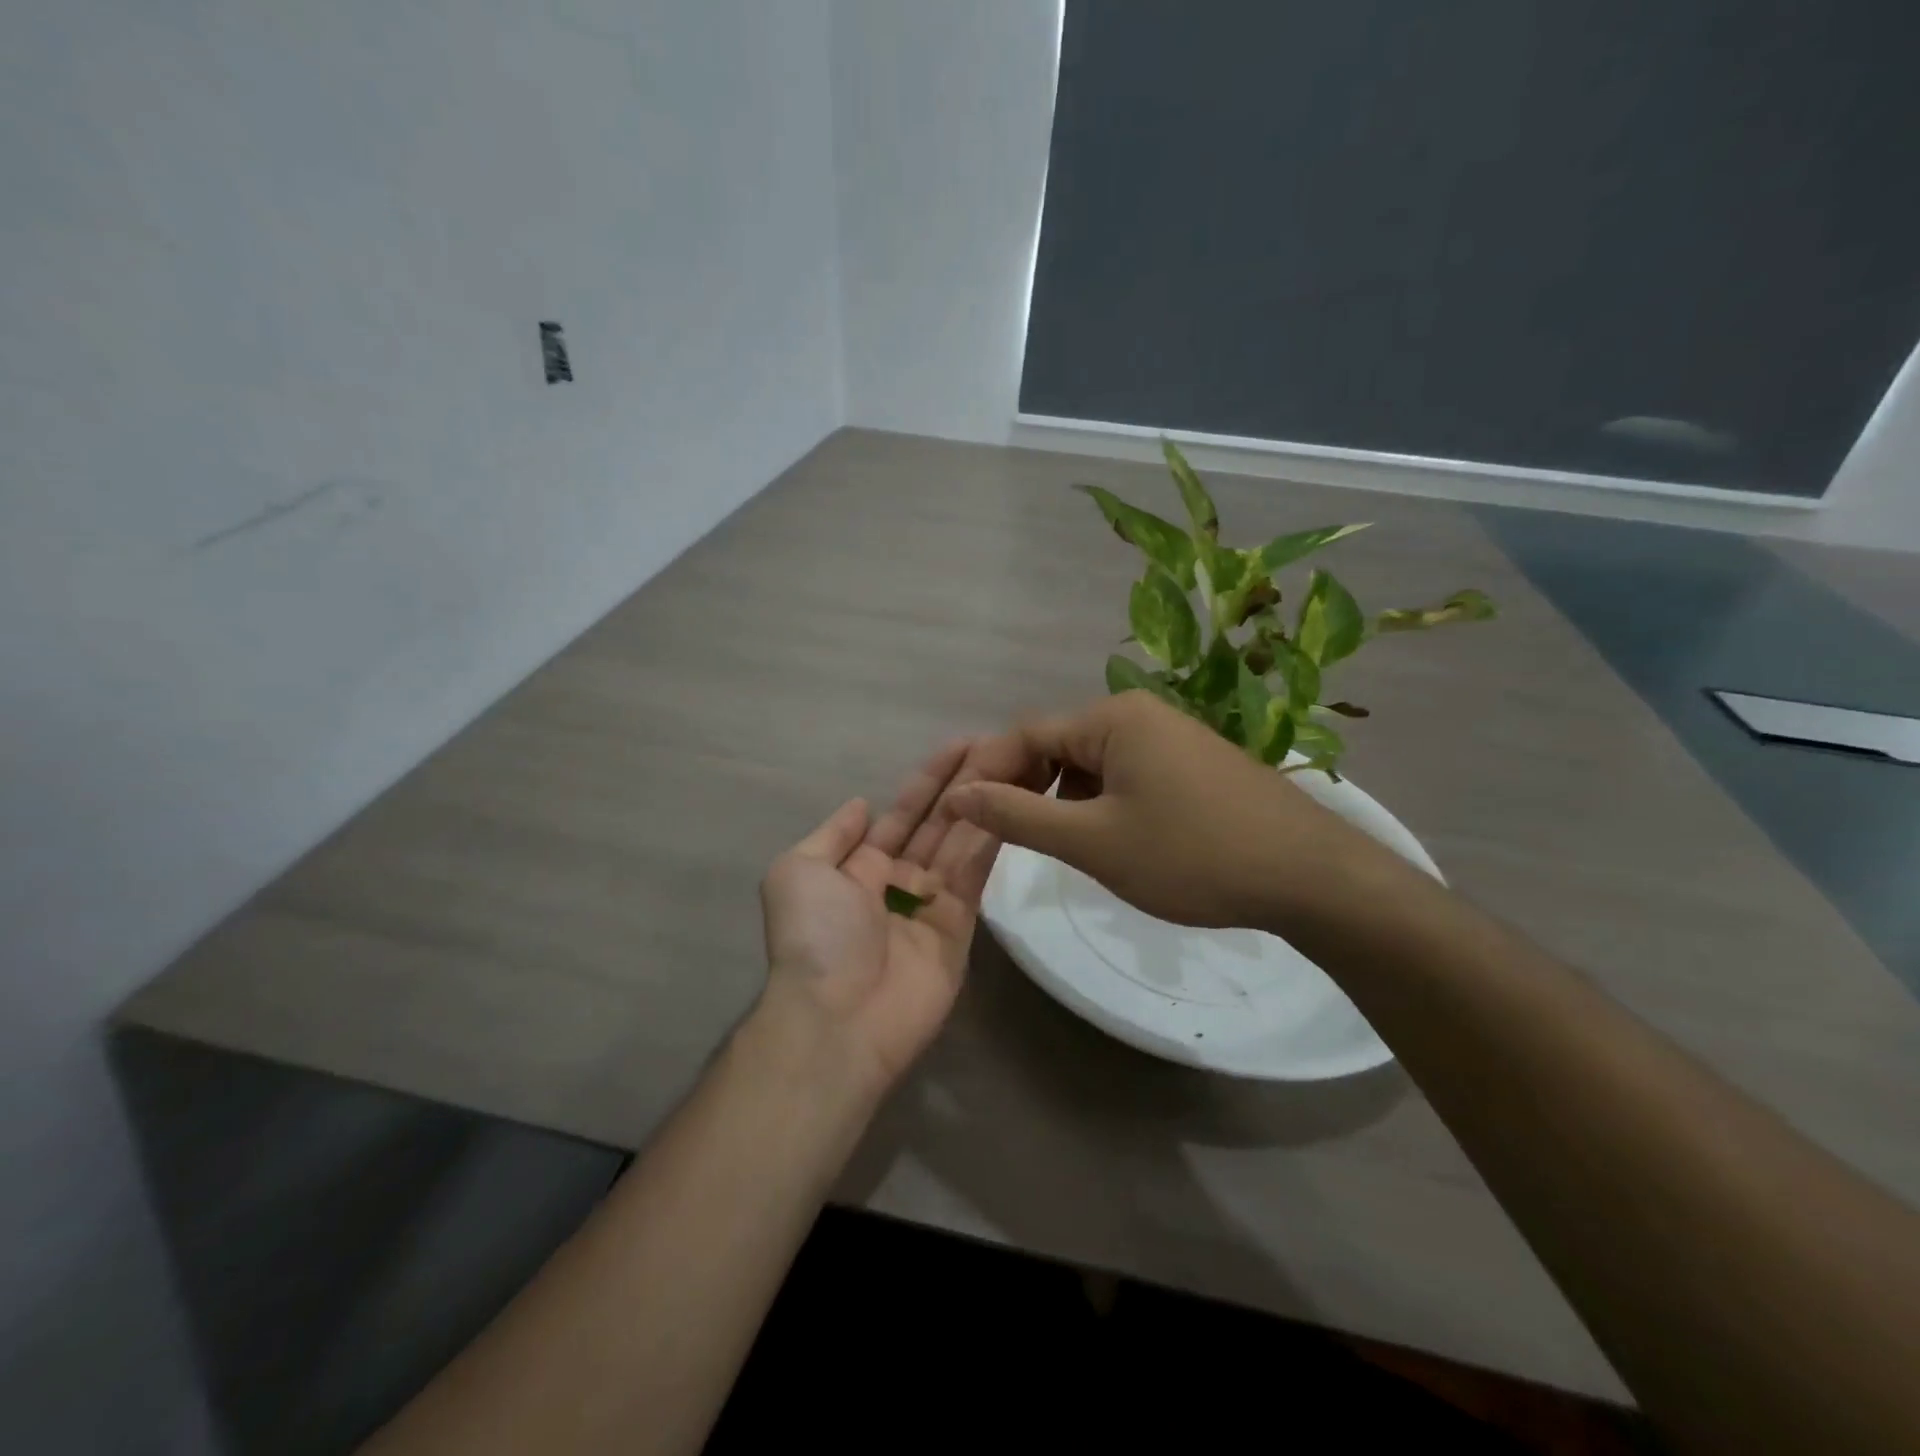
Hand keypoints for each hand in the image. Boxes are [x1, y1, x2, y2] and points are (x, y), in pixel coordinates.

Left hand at [758, 740, 1019, 1091]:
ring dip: (984, 804)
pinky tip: (1010, 804)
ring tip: (1014, 764)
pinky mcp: (960, 928)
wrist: (839, 1017)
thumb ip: (833, 836)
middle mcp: (898, 881)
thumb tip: (862, 805)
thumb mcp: (797, 872)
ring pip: (961, 843)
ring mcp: (932, 904)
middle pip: (937, 823)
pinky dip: (991, 839)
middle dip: (964, 785)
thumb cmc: (814, 937)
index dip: (928, 780)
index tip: (960, 745)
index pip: (901, 814)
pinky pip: (974, 875)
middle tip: (999, 745)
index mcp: (858, 868)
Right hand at [942, 691, 1394, 933]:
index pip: (1025, 735)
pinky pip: (1127, 774)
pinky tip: (1112, 840)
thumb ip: (1019, 815)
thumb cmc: (1192, 855)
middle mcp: (1141, 714)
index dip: (988, 774)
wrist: (1310, 877)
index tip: (963, 817)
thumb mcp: (1093, 841)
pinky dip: (1103, 803)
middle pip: (1059, 744)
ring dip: (1065, 799)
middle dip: (1028, 788)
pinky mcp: (1194, 764)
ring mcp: (1173, 737)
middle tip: (1010, 837)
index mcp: (1113, 718)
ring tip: (1063, 846)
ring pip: (1093, 763)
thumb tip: (957, 794)